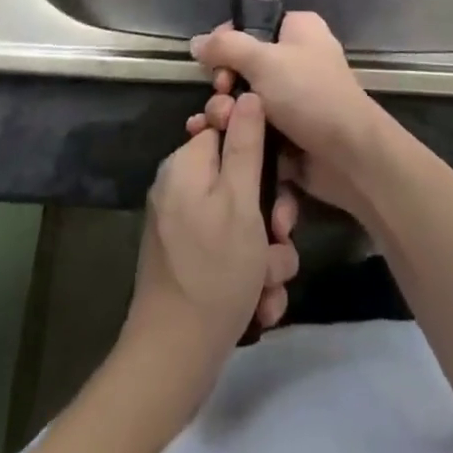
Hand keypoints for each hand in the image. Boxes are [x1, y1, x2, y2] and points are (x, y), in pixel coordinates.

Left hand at [126, 93, 300, 396]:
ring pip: (242, 224)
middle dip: (268, 216)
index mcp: (186, 165)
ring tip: (267, 285)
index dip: (258, 149)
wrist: (173, 360)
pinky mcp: (190, 264)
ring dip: (265, 255)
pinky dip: (248, 277)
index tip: (279, 176)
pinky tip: (257, 306)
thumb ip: (245, 144)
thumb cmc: (213, 271)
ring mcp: (184, 229)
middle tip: (278, 238)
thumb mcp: (240, 201)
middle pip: (239, 181)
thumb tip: (247, 92)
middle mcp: (181, 190)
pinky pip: (229, 255)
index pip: (227, 128)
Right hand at [188, 12, 390, 219]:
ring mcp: (292, 97)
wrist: (349, 156)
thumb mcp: (264, 60)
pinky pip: (254, 125)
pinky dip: (237, 133)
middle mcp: (296, 58)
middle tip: (222, 97)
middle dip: (224, 84)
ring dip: (226, 112)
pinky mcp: (288, 131)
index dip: (226, 42)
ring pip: (245, 99)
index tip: (211, 62)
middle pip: (243, 64)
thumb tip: (197, 42)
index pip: (251, 24)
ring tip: (220, 124)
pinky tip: (217, 142)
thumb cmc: (308, 94)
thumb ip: (226, 47)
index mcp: (297, 29)